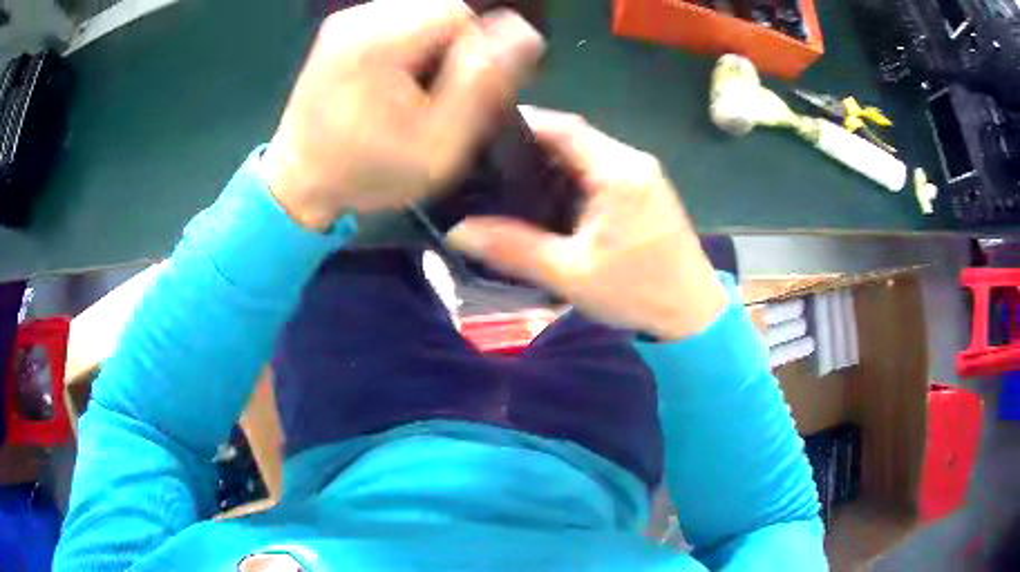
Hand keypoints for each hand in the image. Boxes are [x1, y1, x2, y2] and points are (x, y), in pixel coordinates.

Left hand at [262, 0, 543, 230]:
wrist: (299, 181)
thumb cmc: (367, 172)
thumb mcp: (438, 145)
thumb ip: (482, 85)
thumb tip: (522, 33)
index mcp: (380, 41)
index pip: (461, 11)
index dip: (477, 48)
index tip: (464, 90)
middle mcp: (360, 18)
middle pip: (441, 6)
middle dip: (456, 44)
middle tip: (443, 92)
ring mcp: (346, 21)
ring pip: (421, 11)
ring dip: (435, 43)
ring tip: (418, 88)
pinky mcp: (340, 29)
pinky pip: (397, 20)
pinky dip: (411, 43)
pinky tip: (397, 78)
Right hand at [448, 107, 727, 340]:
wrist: (692, 313)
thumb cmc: (637, 292)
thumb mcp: (570, 274)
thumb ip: (513, 249)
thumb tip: (459, 231)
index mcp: (619, 173)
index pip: (566, 128)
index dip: (526, 122)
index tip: (486, 130)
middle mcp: (634, 162)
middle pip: (576, 136)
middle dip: (534, 142)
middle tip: (491, 157)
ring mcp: (645, 175)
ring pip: (589, 151)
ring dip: (554, 158)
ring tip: (511, 174)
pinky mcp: (647, 190)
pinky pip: (603, 168)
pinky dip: (575, 173)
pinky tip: (550, 194)